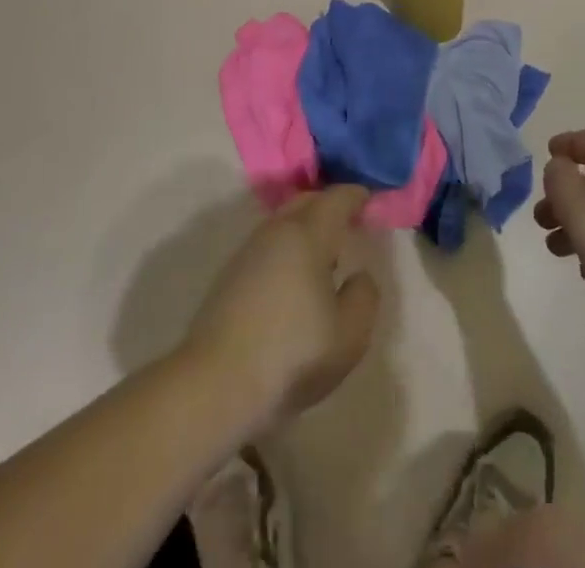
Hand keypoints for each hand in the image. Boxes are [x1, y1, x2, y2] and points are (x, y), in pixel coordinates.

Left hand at [181, 186, 379, 431]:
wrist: (214, 387)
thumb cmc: (291, 355)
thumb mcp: (349, 335)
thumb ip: (364, 296)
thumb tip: (358, 275)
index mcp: (308, 234)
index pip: (337, 198)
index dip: (357, 196)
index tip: (370, 201)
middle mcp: (276, 232)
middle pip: (306, 202)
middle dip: (329, 206)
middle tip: (349, 223)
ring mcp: (248, 252)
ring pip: (283, 224)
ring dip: (306, 229)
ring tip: (324, 257)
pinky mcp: (229, 277)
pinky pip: (267, 247)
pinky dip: (286, 250)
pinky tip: (292, 282)